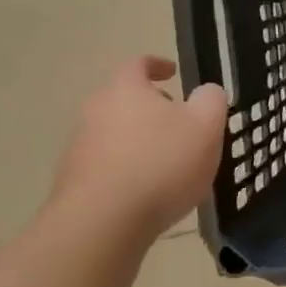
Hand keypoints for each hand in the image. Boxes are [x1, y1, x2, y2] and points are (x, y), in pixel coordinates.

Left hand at [49, 57, 227, 243]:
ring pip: (115, 134)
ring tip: (168, 165)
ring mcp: (80, 147)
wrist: (102, 222)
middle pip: (125, 100)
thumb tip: (206, 92)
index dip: (157, 65)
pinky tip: (148, 194)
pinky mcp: (74, 182)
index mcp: (125, 89)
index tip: (173, 72)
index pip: (138, 64)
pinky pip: (107, 166)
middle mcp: (95, 111)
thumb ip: (211, 100)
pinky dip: (127, 171)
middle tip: (179, 125)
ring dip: (139, 142)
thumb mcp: (206, 126)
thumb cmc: (161, 163)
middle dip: (151, 109)